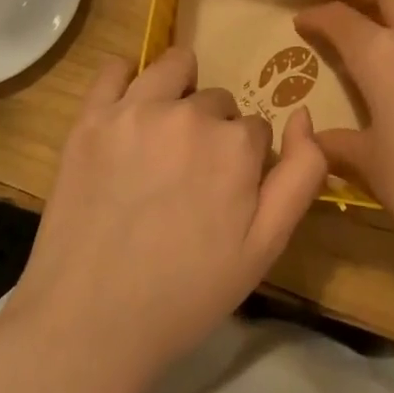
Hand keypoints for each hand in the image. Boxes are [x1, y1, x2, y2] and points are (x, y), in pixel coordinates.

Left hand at [10, 46, 326, 387]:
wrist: (89, 325)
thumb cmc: (186, 293)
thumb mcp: (265, 247)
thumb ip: (301, 175)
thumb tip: (304, 115)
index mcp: (235, 145)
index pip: (255, 128)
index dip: (245, 160)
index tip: (224, 193)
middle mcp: (189, 114)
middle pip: (217, 100)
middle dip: (213, 130)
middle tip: (188, 178)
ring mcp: (135, 112)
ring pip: (174, 67)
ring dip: (180, 90)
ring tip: (164, 134)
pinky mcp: (90, 119)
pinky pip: (114, 69)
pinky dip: (127, 80)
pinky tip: (128, 110)